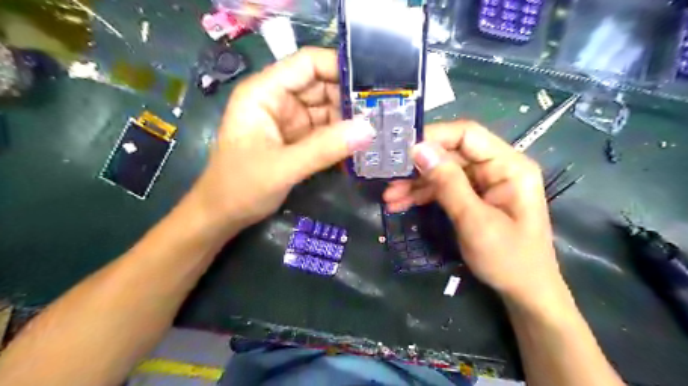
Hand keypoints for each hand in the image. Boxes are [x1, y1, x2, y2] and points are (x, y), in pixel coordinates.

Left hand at [189, 47, 375, 228]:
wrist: (223, 214)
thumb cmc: (240, 187)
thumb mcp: (282, 167)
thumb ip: (324, 148)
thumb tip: (369, 129)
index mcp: (265, 93)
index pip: (307, 64)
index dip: (339, 66)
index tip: (373, 83)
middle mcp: (279, 100)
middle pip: (321, 86)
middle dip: (351, 97)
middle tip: (384, 110)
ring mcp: (289, 120)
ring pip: (327, 109)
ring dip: (350, 119)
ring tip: (381, 127)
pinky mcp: (297, 139)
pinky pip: (325, 130)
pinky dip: (342, 137)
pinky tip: (363, 144)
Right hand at [381, 120, 563, 301]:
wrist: (524, 292)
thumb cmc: (508, 259)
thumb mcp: (475, 221)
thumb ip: (448, 183)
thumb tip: (419, 149)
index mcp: (509, 166)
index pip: (467, 135)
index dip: (433, 136)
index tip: (401, 149)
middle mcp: (496, 168)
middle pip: (450, 154)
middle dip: (418, 166)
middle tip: (388, 177)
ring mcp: (483, 183)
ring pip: (442, 171)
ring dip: (415, 183)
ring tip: (388, 197)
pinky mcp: (472, 197)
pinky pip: (443, 188)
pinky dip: (422, 195)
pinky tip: (400, 204)